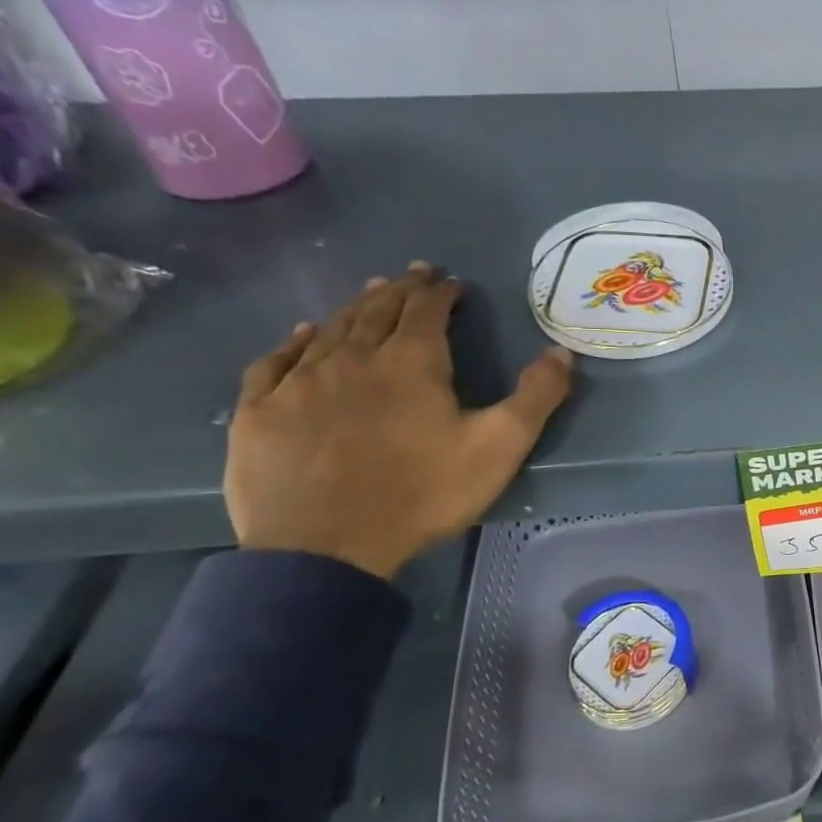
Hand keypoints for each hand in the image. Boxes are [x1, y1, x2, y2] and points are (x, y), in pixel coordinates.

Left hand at [225, 263, 573, 578]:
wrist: (326, 547)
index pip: (426, 310)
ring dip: (355, 307)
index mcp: (411, 363)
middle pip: (376, 310)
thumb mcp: (499, 447)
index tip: (451, 281)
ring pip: (330, 329)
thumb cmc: (422, 494)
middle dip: (399, 289)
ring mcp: (300, 382)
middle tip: (413, 274)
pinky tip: (303, 333)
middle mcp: (352, 358)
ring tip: (369, 293)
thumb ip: (536, 396)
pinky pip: (277, 361)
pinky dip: (295, 340)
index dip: (440, 291)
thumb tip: (561, 351)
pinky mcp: (260, 411)